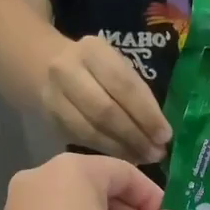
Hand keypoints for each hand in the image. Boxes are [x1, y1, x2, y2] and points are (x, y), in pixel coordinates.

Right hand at [39, 36, 172, 163]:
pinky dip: (107, 151)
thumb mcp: (115, 65)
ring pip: (92, 130)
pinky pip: (83, 140)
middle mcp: (68, 72)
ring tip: (144, 158)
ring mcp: (56, 98)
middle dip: (135, 136)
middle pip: (106, 111)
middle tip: (156, 153)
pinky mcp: (52, 121)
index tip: (165, 135)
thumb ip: (136, 92)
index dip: (146, 114)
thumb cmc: (95, 67)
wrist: (45, 67)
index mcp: (92, 51)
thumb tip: (160, 131)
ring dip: (122, 149)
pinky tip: (125, 158)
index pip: (124, 85)